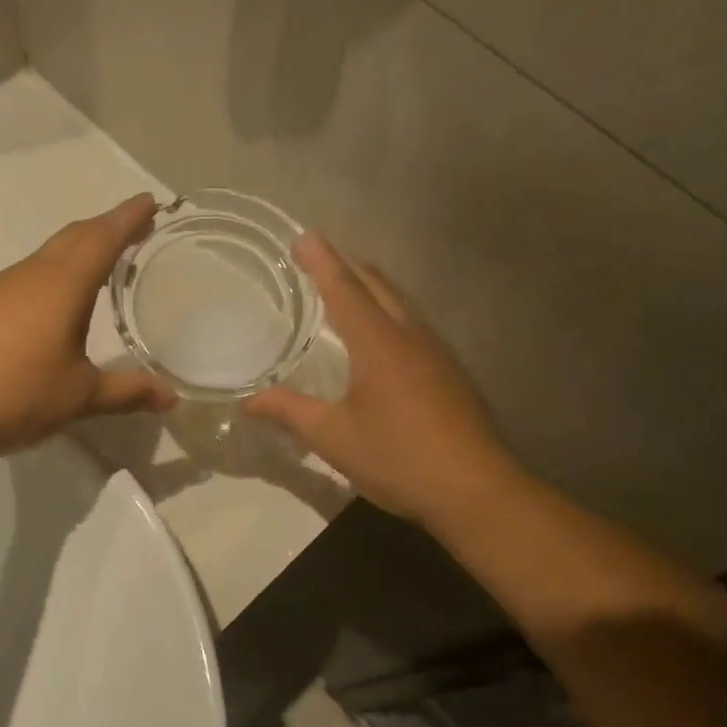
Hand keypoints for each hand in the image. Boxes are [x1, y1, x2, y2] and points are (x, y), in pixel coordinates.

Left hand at [0, 196, 176, 458]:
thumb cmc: (11, 394)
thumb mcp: (78, 398)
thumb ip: (126, 393)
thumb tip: (171, 397)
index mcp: (61, 285)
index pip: (102, 238)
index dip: (129, 218)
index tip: (151, 201)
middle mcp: (29, 275)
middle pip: (73, 237)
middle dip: (107, 228)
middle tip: (135, 227)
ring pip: (47, 257)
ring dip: (78, 251)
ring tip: (102, 265)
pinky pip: (26, 279)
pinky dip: (52, 277)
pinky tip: (54, 305)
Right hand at [244, 233, 514, 527]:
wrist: (476, 490)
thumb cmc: (399, 458)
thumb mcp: (334, 438)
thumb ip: (290, 412)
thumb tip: (250, 400)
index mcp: (379, 343)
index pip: (345, 288)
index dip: (322, 261)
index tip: (304, 237)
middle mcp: (411, 336)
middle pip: (379, 286)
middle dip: (348, 267)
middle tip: (320, 261)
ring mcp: (437, 353)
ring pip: (401, 303)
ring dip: (373, 289)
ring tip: (347, 291)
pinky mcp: (451, 373)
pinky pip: (414, 326)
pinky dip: (390, 314)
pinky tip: (382, 339)